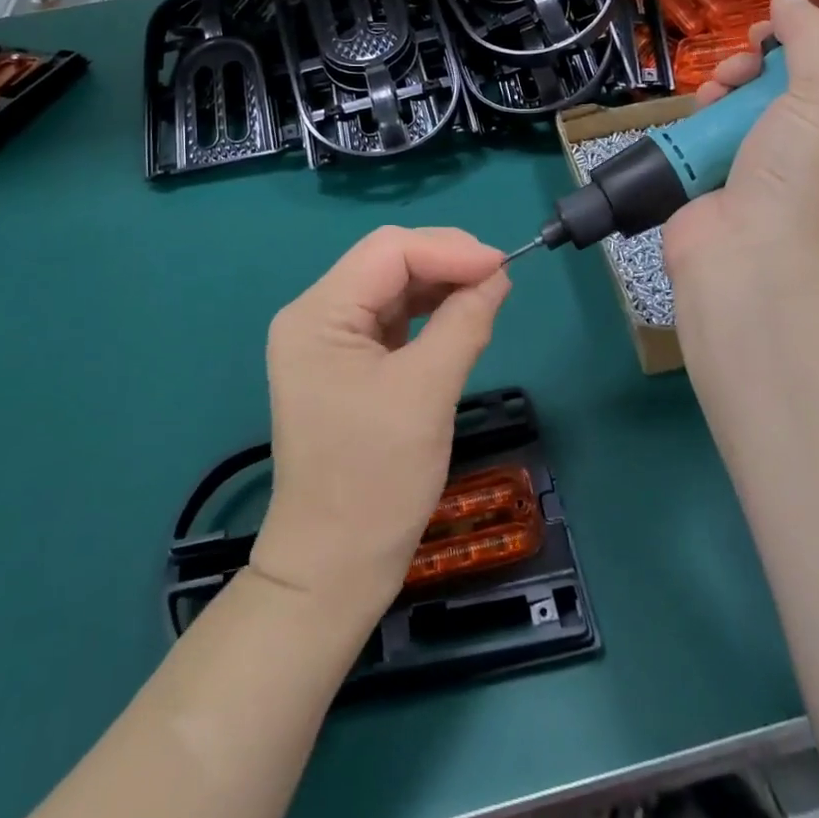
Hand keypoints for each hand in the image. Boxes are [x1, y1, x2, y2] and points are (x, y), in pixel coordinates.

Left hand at [251, 227, 510, 617]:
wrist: (334, 568)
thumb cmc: (376, 480)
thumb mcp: (427, 392)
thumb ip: (464, 322)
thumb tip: (498, 275)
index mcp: (317, 314)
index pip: (388, 251)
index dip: (448, 249)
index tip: (503, 267)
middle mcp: (315, 315)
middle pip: (388, 261)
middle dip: (446, 261)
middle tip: (499, 278)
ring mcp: (328, 340)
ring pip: (393, 287)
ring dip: (441, 284)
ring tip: (489, 292)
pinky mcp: (346, 363)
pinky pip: (392, 319)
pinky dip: (430, 312)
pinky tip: (462, 314)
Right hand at [665, 0, 818, 293]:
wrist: (748, 261)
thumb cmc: (801, 179)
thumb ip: (813, 39)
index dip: (804, 44)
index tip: (776, 30)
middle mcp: (804, 151)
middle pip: (777, 87)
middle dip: (755, 65)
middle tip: (742, 65)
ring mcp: (754, 169)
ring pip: (736, 107)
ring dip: (723, 89)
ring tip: (713, 93)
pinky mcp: (710, 182)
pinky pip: (703, 136)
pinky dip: (696, 120)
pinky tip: (694, 114)